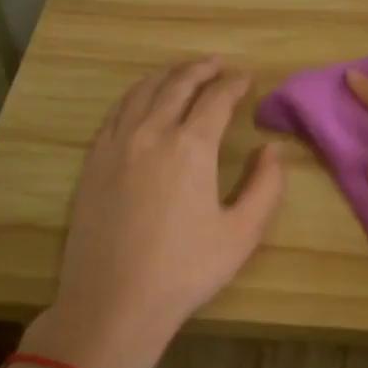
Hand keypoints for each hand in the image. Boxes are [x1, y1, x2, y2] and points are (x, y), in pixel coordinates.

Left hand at [19, 59, 284, 367]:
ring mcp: (116, 145)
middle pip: (177, 84)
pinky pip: (116, 112)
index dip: (234, 84)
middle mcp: (151, 133)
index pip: (216, 99)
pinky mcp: (93, 162)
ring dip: (167, 75)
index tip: (247, 78)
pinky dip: (136, 95)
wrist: (113, 302)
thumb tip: (273, 150)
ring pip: (142, 92)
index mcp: (191, 147)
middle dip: (201, 69)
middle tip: (218, 64)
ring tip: (183, 72)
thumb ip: (265, 186)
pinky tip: (142, 101)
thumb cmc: (185, 270)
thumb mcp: (241, 234)